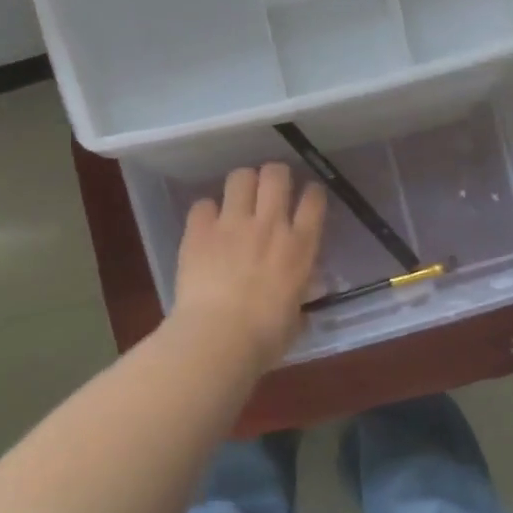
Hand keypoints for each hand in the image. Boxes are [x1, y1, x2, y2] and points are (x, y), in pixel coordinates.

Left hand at [171, 163, 326, 367]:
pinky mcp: (199, 230)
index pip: (314, 200)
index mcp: (300, 247)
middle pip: (276, 175)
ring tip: (239, 198)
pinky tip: (206, 225)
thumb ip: (300, 296)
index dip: (312, 193)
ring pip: (240, 177)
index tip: (307, 198)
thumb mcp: (295, 317)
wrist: (218, 338)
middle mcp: (269, 225)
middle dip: (275, 176)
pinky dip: (206, 212)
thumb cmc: (265, 338)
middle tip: (270, 189)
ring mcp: (232, 224)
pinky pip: (203, 204)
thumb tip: (302, 292)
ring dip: (242, 185)